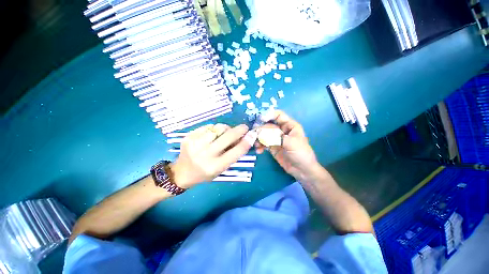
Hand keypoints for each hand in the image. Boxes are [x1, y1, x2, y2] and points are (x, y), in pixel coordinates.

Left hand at [170, 123, 256, 187]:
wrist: (182, 172)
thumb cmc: (205, 173)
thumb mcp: (221, 168)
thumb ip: (232, 154)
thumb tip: (244, 138)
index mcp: (214, 167)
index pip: (236, 152)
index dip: (246, 141)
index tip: (252, 134)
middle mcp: (205, 155)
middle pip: (228, 136)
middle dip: (239, 130)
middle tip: (244, 127)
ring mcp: (195, 144)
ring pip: (218, 128)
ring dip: (226, 129)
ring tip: (225, 133)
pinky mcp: (188, 136)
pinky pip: (208, 127)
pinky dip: (214, 129)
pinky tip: (213, 135)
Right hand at [256, 110, 318, 181]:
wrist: (302, 170)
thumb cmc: (301, 153)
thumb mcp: (291, 143)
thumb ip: (276, 137)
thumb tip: (261, 132)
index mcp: (289, 125)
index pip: (278, 115)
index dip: (270, 115)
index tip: (261, 119)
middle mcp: (282, 130)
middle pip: (269, 125)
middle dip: (261, 129)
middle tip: (255, 134)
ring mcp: (276, 139)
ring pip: (264, 134)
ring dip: (259, 138)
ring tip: (256, 144)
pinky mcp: (272, 147)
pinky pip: (263, 143)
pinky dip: (260, 146)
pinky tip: (259, 151)